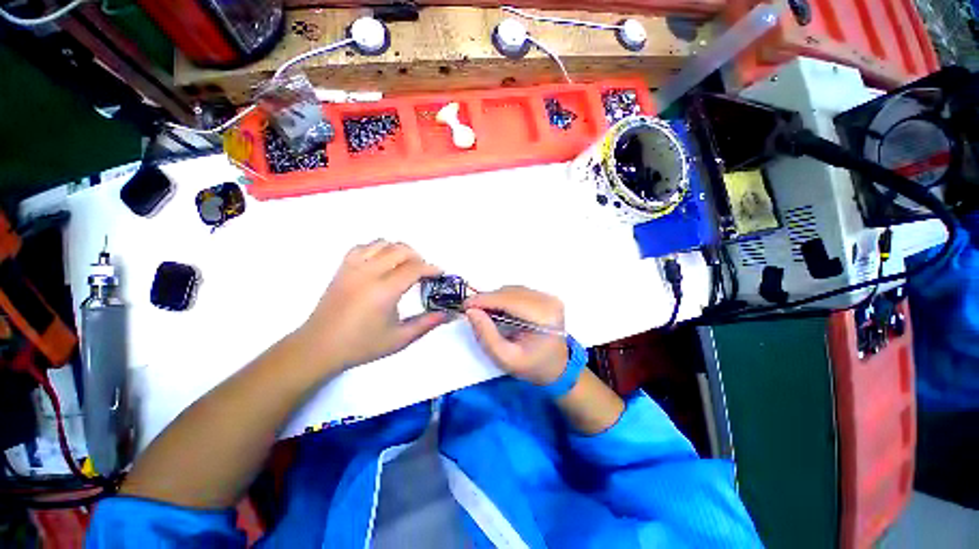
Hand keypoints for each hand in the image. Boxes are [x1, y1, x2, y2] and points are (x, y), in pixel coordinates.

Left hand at [297, 240, 448, 371]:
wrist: (319, 347)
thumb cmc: (361, 345)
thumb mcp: (400, 339)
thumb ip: (426, 324)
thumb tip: (447, 313)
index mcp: (384, 291)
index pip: (414, 268)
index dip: (431, 268)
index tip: (439, 273)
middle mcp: (368, 273)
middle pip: (400, 250)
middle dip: (418, 257)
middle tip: (423, 272)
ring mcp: (353, 268)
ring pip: (382, 243)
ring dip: (399, 250)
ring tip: (405, 265)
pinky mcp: (342, 268)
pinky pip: (363, 247)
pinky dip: (378, 248)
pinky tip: (382, 261)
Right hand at [464, 286, 567, 385]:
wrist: (557, 367)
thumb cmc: (532, 366)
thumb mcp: (506, 358)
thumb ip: (487, 335)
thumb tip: (471, 311)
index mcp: (544, 317)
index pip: (510, 300)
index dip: (486, 300)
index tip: (465, 305)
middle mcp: (549, 301)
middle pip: (511, 292)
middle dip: (488, 299)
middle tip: (470, 310)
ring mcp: (548, 297)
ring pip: (513, 290)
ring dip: (495, 298)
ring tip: (482, 311)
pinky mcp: (545, 297)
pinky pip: (518, 292)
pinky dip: (503, 298)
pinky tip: (497, 309)